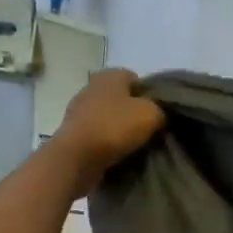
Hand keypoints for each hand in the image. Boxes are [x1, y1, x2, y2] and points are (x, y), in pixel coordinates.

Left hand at [50, 69, 164, 194]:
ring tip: (133, 144)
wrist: (76, 157)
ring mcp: (79, 109)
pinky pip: (96, 132)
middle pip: (120, 97)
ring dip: (118, 127)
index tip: (156, 112)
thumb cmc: (115, 127)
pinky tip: (116, 152)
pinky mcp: (72, 131)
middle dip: (132, 111)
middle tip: (147, 129)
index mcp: (110, 75)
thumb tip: (158, 115)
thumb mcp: (151, 114)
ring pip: (107, 115)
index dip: (148, 94)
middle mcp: (91, 86)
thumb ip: (160, 110)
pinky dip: (105, 140)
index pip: (136, 78)